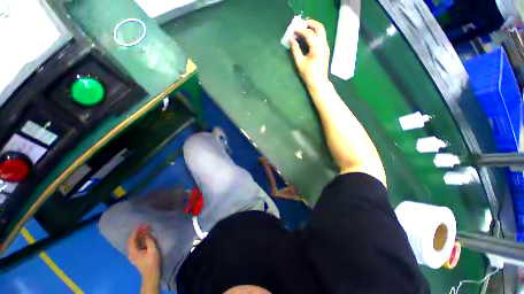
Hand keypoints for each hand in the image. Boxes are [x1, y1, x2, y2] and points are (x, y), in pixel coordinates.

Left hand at [127, 225, 160, 280]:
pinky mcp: (136, 255)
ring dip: (139, 235)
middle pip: (131, 240)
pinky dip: (140, 239)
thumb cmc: (152, 262)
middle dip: (137, 232)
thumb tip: (146, 234)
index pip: (132, 239)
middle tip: (145, 226)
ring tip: (146, 229)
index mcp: (132, 251)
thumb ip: (149, 241)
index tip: (142, 224)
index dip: (136, 231)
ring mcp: (133, 254)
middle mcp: (130, 252)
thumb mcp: (152, 250)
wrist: (151, 274)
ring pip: (133, 242)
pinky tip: (145, 237)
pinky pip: (136, 245)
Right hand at [290, 19, 330, 91]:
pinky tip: (308, 38)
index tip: (293, 30)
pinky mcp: (326, 50)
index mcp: (317, 47)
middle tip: (301, 24)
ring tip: (304, 29)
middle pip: (319, 27)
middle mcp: (323, 44)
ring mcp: (326, 47)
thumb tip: (291, 39)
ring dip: (313, 28)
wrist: (319, 83)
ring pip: (322, 31)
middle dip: (310, 23)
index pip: (309, 33)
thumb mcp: (300, 63)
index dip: (300, 30)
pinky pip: (321, 37)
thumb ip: (295, 50)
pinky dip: (315, 34)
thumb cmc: (308, 75)